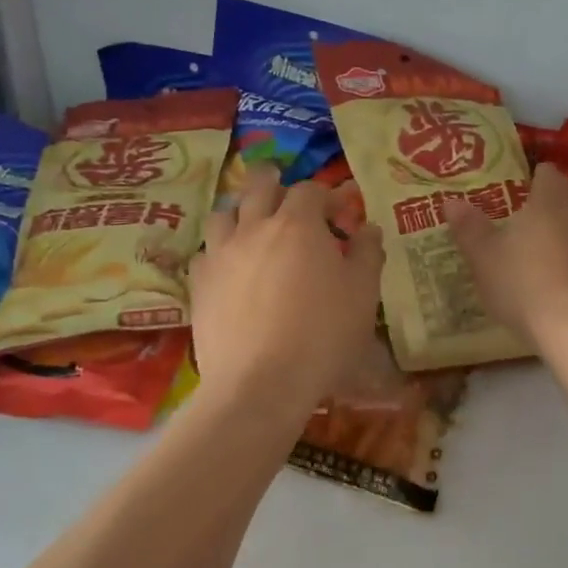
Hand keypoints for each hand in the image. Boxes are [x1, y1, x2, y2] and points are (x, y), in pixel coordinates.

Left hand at [190, 165, 384, 408]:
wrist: (259, 384)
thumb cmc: (322, 336)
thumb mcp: (362, 295)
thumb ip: (368, 254)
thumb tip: (368, 228)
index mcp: (298, 225)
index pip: (310, 190)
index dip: (327, 195)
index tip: (341, 213)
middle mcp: (255, 228)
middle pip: (259, 187)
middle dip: (275, 183)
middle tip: (285, 192)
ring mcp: (221, 254)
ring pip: (224, 214)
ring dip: (241, 212)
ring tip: (251, 225)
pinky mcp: (199, 284)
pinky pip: (205, 253)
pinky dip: (219, 251)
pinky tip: (229, 267)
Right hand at [445, 163, 567, 349]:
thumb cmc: (526, 287)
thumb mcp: (485, 260)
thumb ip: (469, 229)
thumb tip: (451, 202)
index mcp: (549, 204)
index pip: (549, 176)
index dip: (539, 178)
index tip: (528, 187)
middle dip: (560, 207)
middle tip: (539, 226)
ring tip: (559, 260)